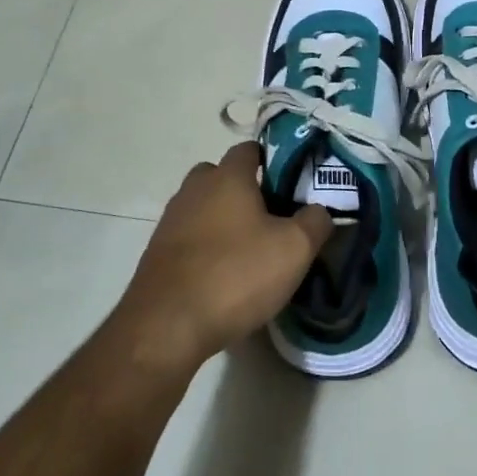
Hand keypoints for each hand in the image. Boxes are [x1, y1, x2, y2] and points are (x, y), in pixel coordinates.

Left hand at [115, 142, 331, 374]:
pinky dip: (206, 248)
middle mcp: (194, 189)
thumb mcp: (294, 249)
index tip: (292, 184)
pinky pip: (189, 237)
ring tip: (249, 252)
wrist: (166, 326)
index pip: (249, 149)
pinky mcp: (157, 253)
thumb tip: (318, 211)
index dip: (272, 160)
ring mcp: (171, 220)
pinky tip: (223, 276)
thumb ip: (315, 222)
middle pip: (222, 176)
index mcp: (227, 177)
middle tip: (272, 219)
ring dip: (223, 221)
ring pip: (204, 207)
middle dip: (244, 191)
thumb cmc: (236, 275)